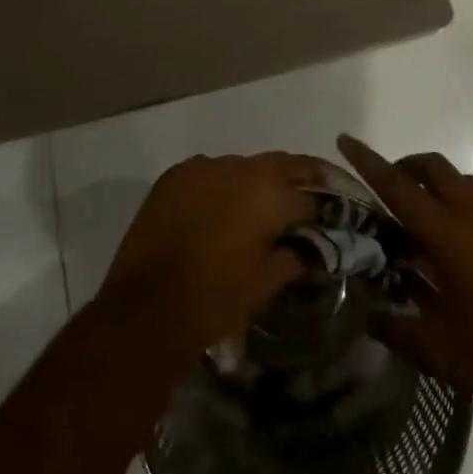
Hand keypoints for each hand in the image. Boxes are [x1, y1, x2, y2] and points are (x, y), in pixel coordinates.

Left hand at [96, 152, 323, 367]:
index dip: (322, 212)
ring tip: (257, 211)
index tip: (326, 225)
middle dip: (299, 180)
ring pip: (244, 167)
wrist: (146, 308)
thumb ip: (295, 257)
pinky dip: (221, 186)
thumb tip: (310, 248)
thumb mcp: (266, 283)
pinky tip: (218, 212)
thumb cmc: (216, 299)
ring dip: (257, 184)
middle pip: (283, 165)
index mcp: (270, 192)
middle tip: (307, 201)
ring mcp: (204, 166)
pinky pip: (210, 173)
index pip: (309, 195)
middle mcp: (240, 167)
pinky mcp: (175, 175)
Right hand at [337, 135, 472, 420]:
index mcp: (447, 234)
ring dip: (444, 187)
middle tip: (395, 188)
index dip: (368, 161)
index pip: (396, 186)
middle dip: (408, 166)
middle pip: (434, 166)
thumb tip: (369, 315)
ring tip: (437, 224)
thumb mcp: (442, 353)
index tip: (346, 139)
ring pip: (467, 181)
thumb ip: (398, 330)